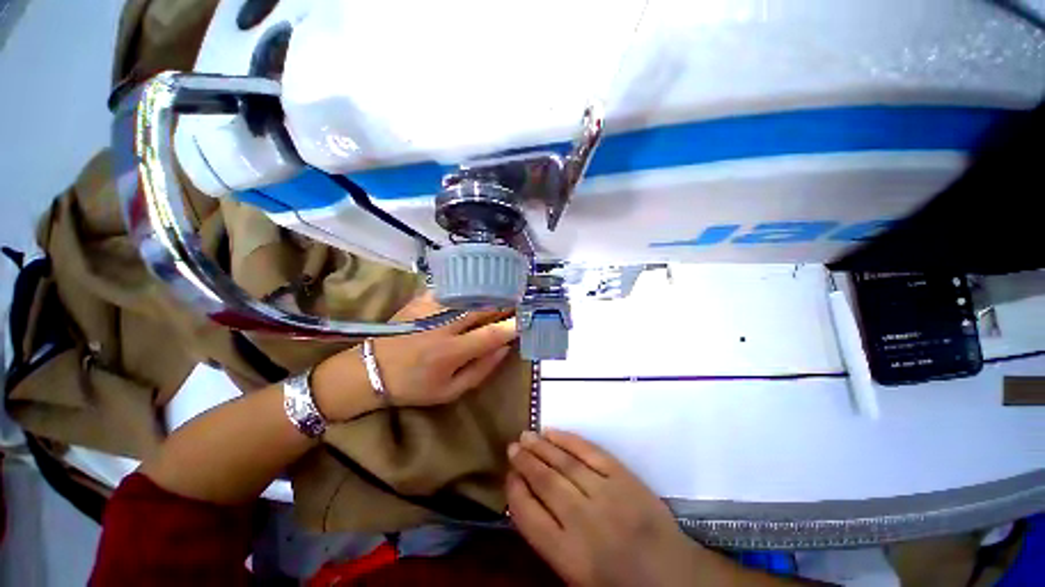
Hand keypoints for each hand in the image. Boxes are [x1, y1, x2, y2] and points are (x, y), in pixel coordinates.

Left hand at [318, 294, 517, 412]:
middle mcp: (442, 327)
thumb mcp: (450, 391)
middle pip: (482, 308)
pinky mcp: (420, 300)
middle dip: (505, 303)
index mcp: (450, 353)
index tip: (526, 320)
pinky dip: (468, 287)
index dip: (511, 326)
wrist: (371, 371)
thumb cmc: (414, 386)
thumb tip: (505, 348)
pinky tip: (479, 286)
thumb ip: (481, 370)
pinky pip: (451, 288)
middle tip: (520, 300)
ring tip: (506, 291)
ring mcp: (430, 309)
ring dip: (490, 293)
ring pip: (469, 295)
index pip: (490, 335)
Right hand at [506, 430, 722, 586]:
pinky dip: (569, 439)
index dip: (515, 492)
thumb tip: (527, 500)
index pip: (528, 516)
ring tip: (526, 435)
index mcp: (569, 555)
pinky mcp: (623, 476)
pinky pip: (590, 451)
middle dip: (525, 462)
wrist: (672, 577)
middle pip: (545, 482)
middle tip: (512, 446)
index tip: (508, 476)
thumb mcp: (576, 577)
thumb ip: (550, 539)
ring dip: (542, 446)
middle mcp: (583, 521)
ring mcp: (606, 494)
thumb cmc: (619, 584)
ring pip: (565, 462)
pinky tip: (553, 433)